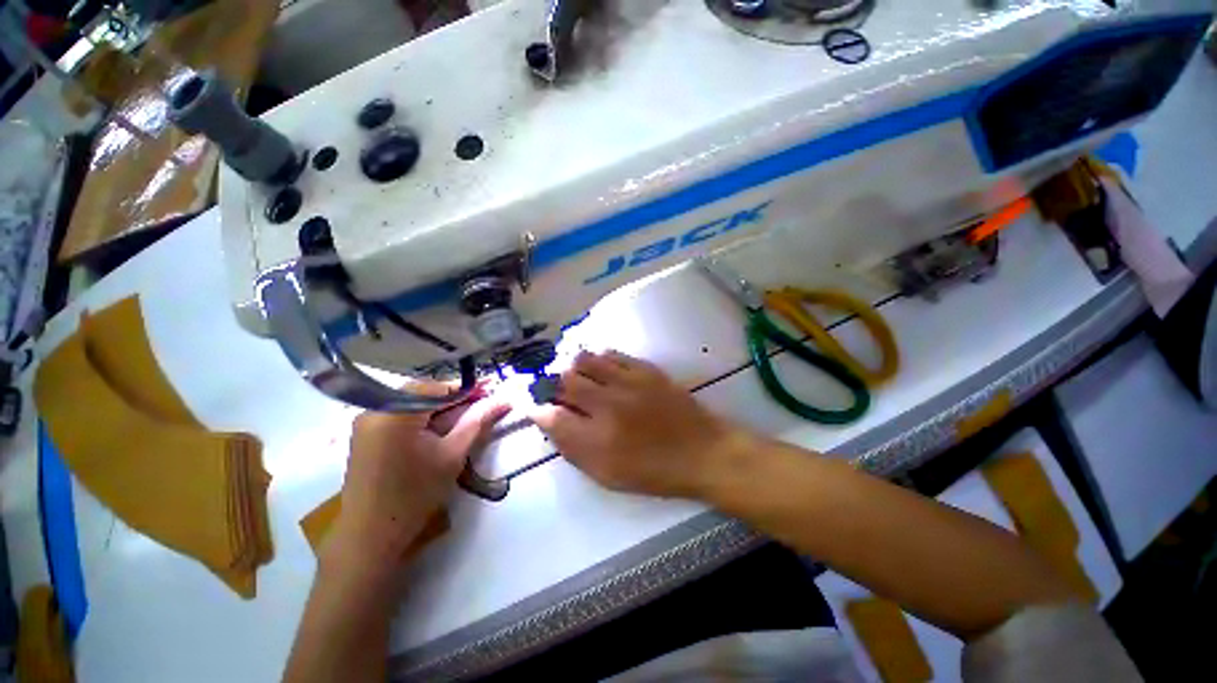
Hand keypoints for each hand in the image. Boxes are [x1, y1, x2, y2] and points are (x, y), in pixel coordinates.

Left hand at [324, 390, 509, 582]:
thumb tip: (503, 400)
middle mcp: (376, 409)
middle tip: (481, 405)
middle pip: (424, 392)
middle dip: (454, 398)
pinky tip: (438, 428)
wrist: (370, 535)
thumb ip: (477, 422)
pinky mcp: (365, 434)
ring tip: (464, 417)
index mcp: (396, 412)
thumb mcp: (453, 455)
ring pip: (413, 402)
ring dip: (439, 407)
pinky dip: (422, 417)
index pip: (438, 386)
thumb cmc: (415, 494)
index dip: (467, 388)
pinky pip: (400, 413)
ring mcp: (367, 421)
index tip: (491, 391)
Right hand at [530, 351, 749, 498]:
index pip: (551, 416)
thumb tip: (550, 423)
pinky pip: (612, 354)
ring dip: (574, 367)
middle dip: (552, 384)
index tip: (532, 405)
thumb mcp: (607, 474)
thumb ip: (573, 449)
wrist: (702, 451)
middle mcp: (608, 405)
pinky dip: (599, 359)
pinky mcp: (645, 369)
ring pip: (585, 360)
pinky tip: (602, 369)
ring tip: (577, 376)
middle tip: (556, 391)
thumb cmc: (654, 470)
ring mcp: (628, 382)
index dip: (536, 408)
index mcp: (597, 440)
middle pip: (564, 381)